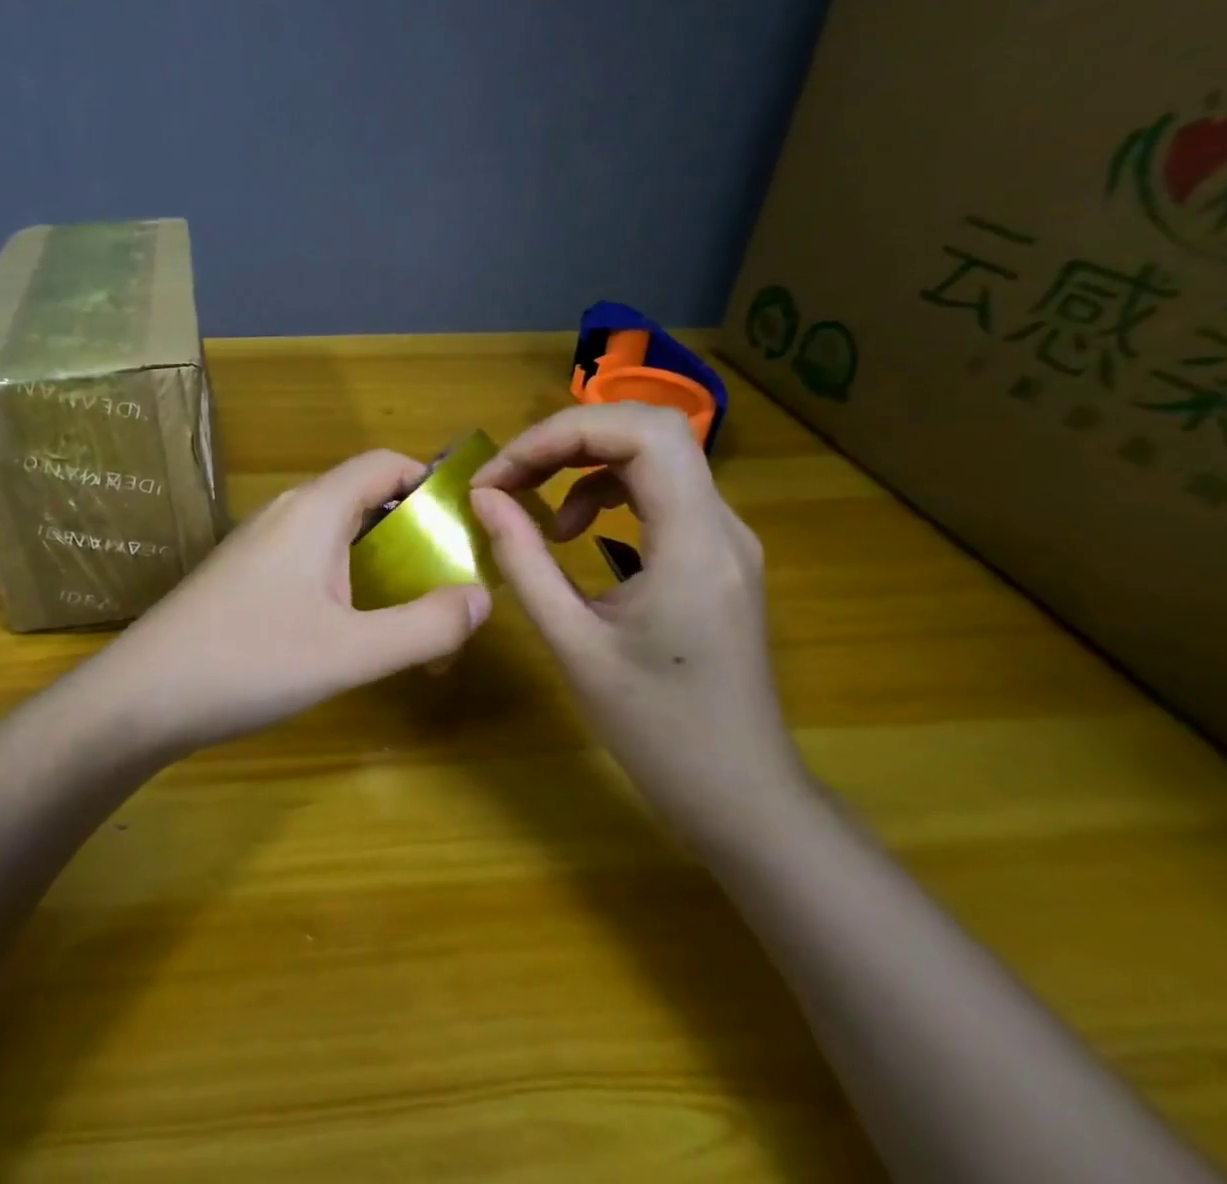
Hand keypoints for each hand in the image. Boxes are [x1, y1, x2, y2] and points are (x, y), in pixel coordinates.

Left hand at [91, 450, 492, 754]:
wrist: (140, 697)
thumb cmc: (250, 662)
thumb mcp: (351, 651)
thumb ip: (425, 626)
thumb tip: (482, 598)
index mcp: (314, 509)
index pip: (383, 463)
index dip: (430, 481)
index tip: (466, 524)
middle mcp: (286, 514)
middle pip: (364, 499)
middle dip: (413, 535)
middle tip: (448, 583)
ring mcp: (259, 545)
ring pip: (336, 536)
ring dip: (380, 566)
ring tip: (410, 616)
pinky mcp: (242, 576)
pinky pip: (309, 562)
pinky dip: (346, 583)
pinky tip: (351, 632)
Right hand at [469, 404, 809, 853]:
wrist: (742, 795)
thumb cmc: (656, 730)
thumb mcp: (573, 644)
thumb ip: (523, 561)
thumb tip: (483, 497)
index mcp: (695, 543)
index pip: (641, 434)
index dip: (562, 433)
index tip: (502, 473)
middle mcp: (722, 525)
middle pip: (648, 431)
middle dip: (566, 438)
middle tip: (509, 476)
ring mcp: (725, 539)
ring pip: (654, 456)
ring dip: (583, 461)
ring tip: (529, 500)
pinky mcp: (716, 556)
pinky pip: (659, 492)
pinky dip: (605, 491)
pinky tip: (573, 531)